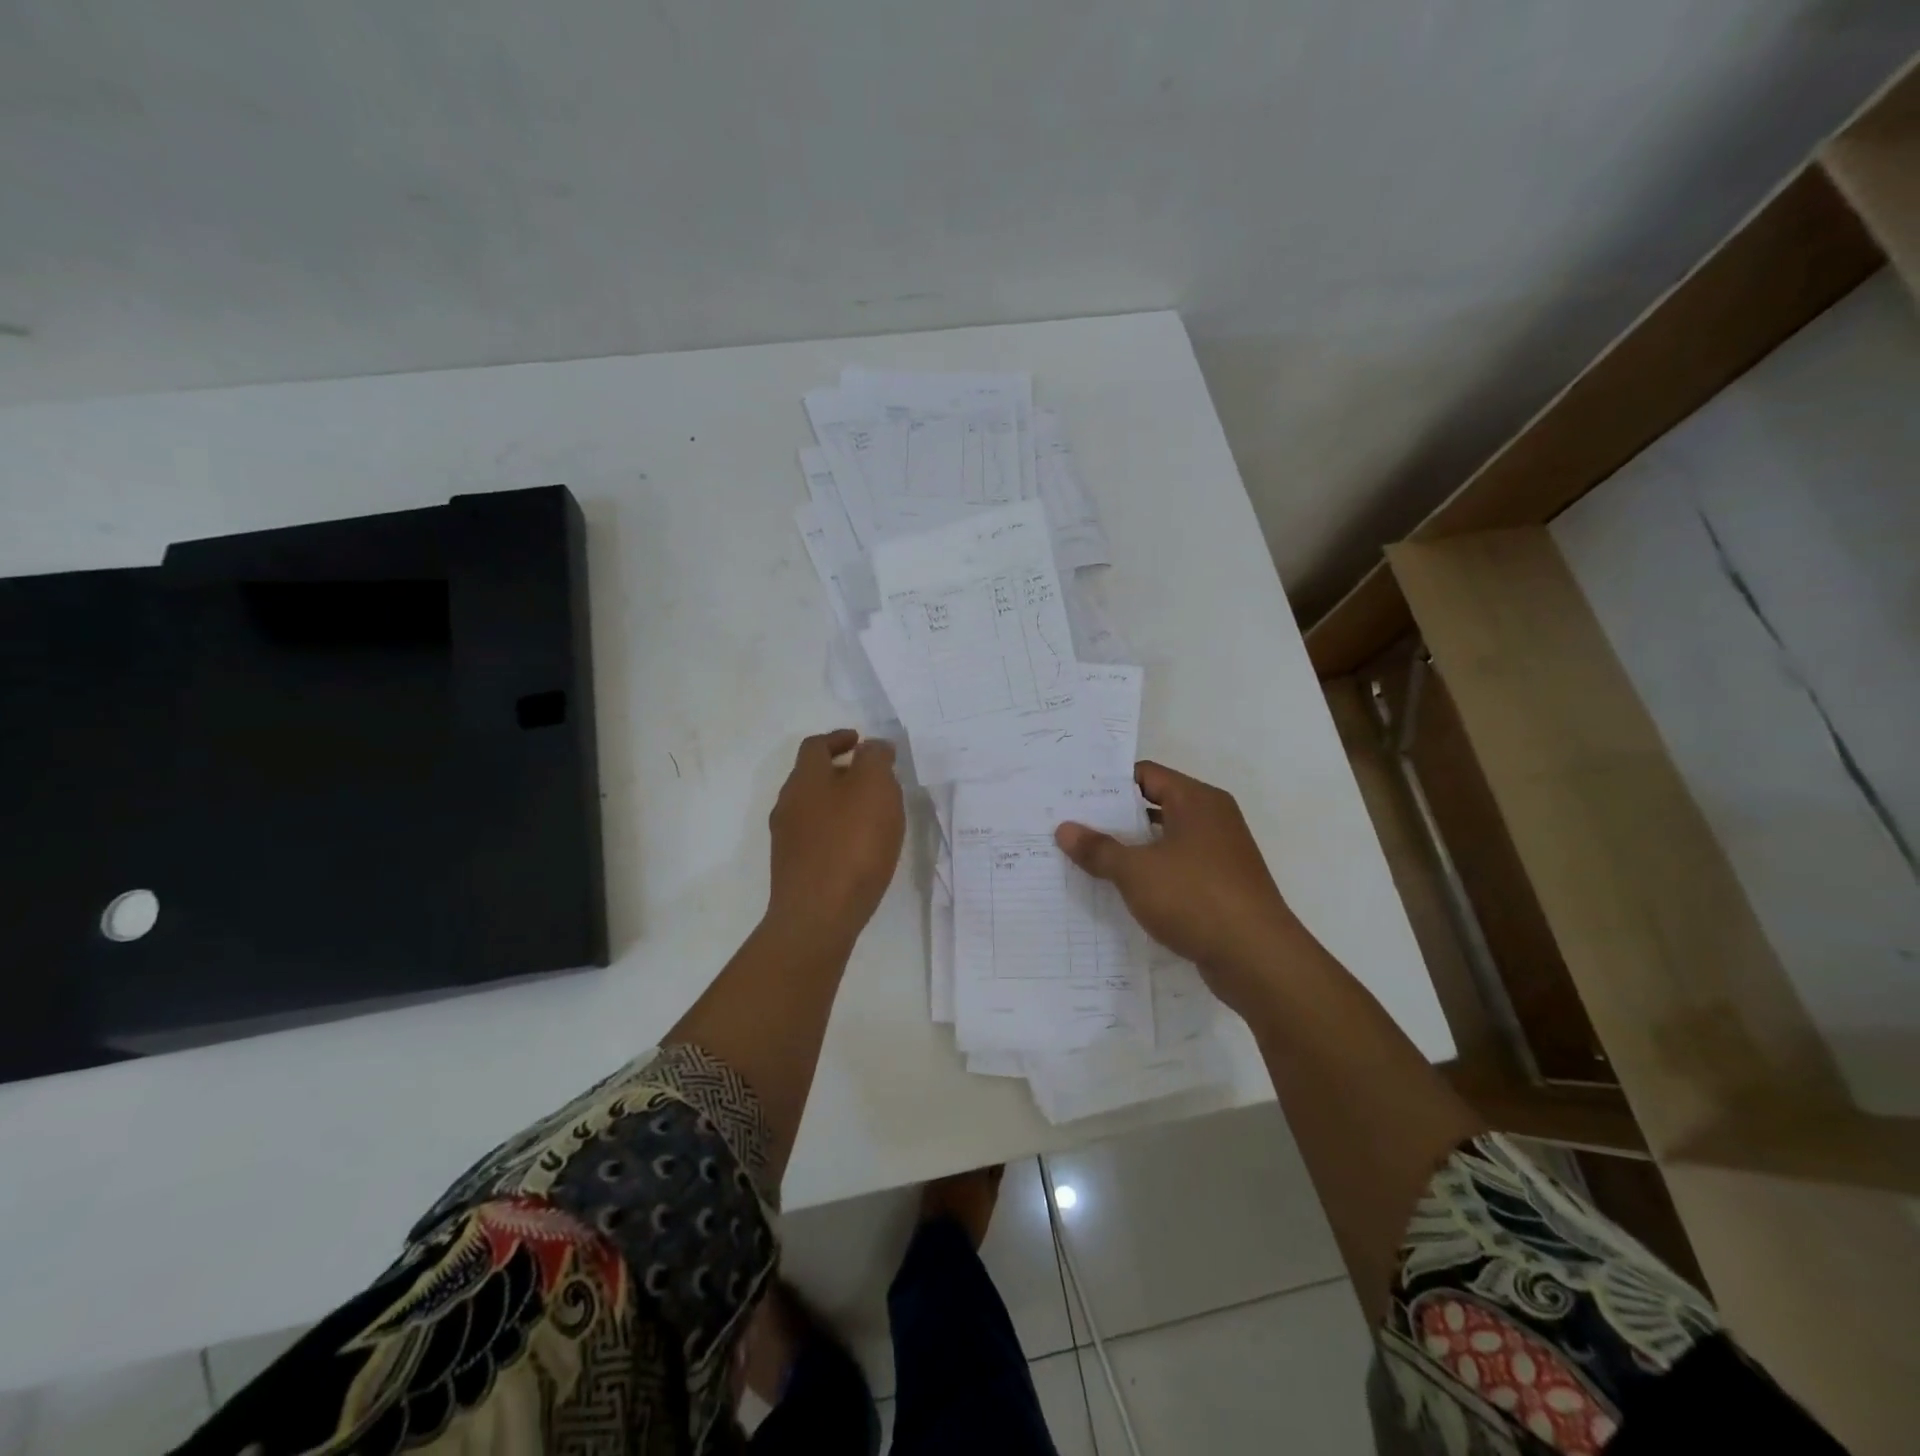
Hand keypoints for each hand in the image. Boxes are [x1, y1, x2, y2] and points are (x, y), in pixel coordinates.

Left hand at [767, 729, 905, 946]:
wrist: (818, 916)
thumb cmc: (851, 844)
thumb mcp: (875, 788)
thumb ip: (875, 760)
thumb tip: (873, 747)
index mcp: (804, 779)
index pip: (816, 746)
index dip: (839, 738)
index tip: (861, 741)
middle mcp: (788, 804)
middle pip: (812, 777)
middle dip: (841, 771)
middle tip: (874, 778)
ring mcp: (787, 840)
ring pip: (814, 808)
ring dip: (839, 803)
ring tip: (871, 814)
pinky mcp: (794, 869)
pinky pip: (816, 837)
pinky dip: (836, 831)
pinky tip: (858, 848)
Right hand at [1055, 762, 1302, 1013]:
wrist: (1257, 959)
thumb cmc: (1195, 898)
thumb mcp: (1136, 871)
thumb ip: (1099, 849)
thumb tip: (1064, 829)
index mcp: (1197, 801)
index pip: (1146, 775)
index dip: (1109, 783)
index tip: (1073, 794)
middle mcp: (1212, 819)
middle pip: (1154, 806)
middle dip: (1114, 818)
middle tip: (1070, 825)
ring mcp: (1219, 855)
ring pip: (1164, 841)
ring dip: (1130, 849)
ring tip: (1086, 857)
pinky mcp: (1220, 887)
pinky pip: (1176, 869)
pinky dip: (1150, 875)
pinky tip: (1120, 890)